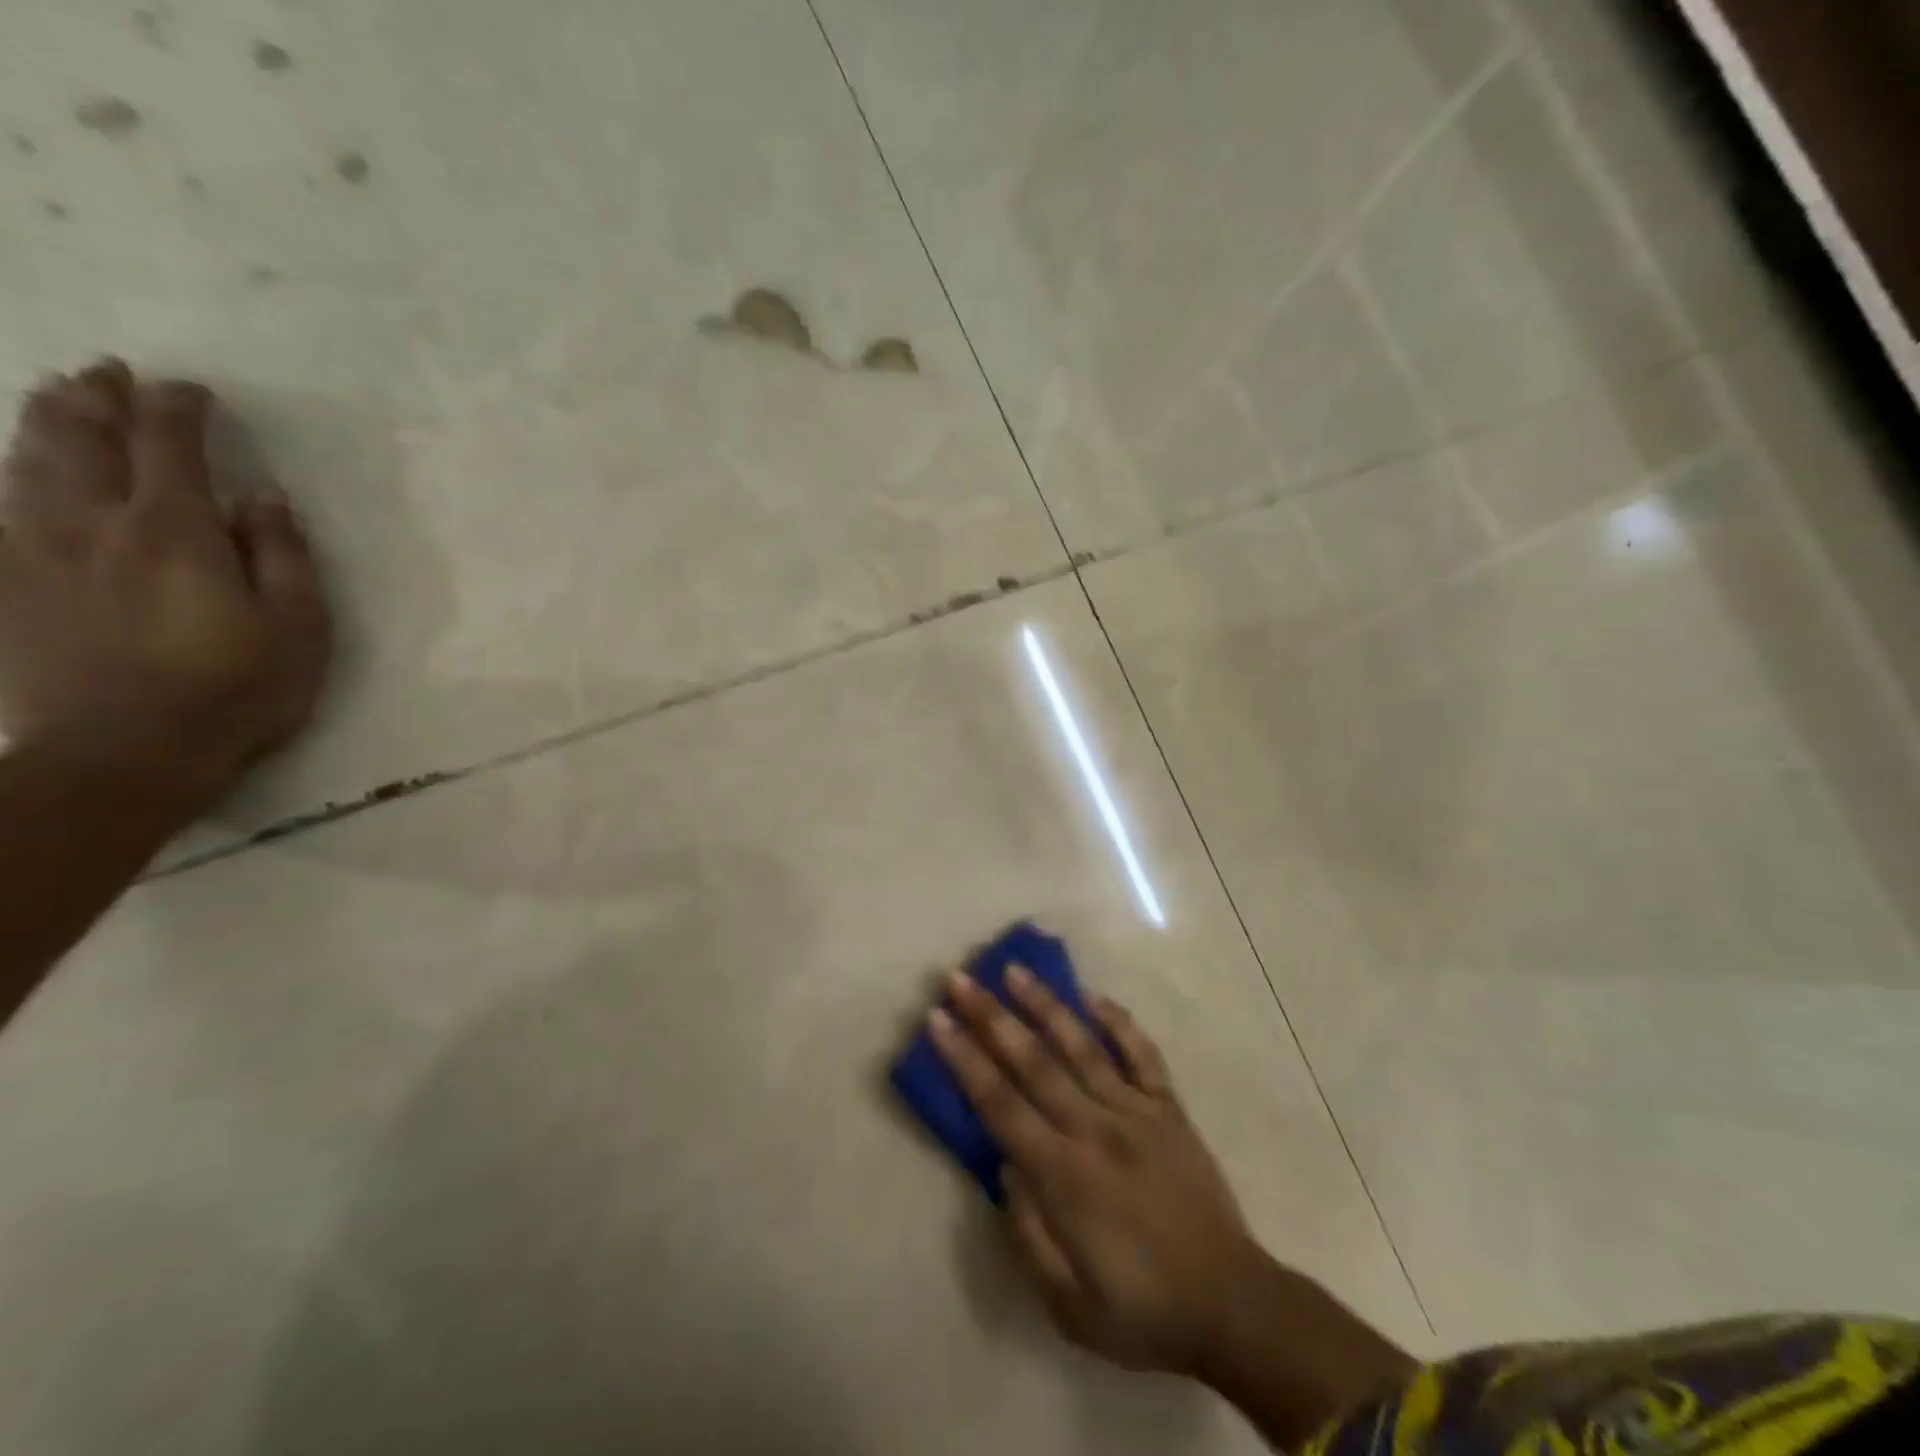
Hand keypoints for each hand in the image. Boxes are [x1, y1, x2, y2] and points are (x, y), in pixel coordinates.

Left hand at [0, 359, 330, 800]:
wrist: (125, 752)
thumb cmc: (237, 689)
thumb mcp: (298, 625)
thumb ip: (282, 554)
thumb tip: (262, 495)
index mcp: (173, 531)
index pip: (168, 444)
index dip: (179, 408)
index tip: (194, 392)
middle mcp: (91, 523)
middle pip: (81, 437)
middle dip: (96, 396)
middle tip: (110, 372)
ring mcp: (33, 549)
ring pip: (28, 461)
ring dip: (45, 419)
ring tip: (58, 395)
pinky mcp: (4, 582)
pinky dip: (12, 471)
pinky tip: (20, 467)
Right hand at [929, 965, 1259, 1374]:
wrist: (1232, 1307)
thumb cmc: (1143, 1312)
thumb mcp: (1068, 1304)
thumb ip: (1028, 1232)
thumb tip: (1004, 1168)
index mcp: (1063, 1175)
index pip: (1000, 1103)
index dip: (965, 1059)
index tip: (938, 1020)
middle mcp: (1094, 1128)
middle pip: (1033, 1061)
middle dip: (991, 1016)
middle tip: (960, 978)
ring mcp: (1136, 1112)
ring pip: (1082, 1045)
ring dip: (1045, 1004)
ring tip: (1015, 969)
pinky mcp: (1169, 1109)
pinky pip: (1142, 1054)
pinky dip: (1118, 1021)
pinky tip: (1093, 996)